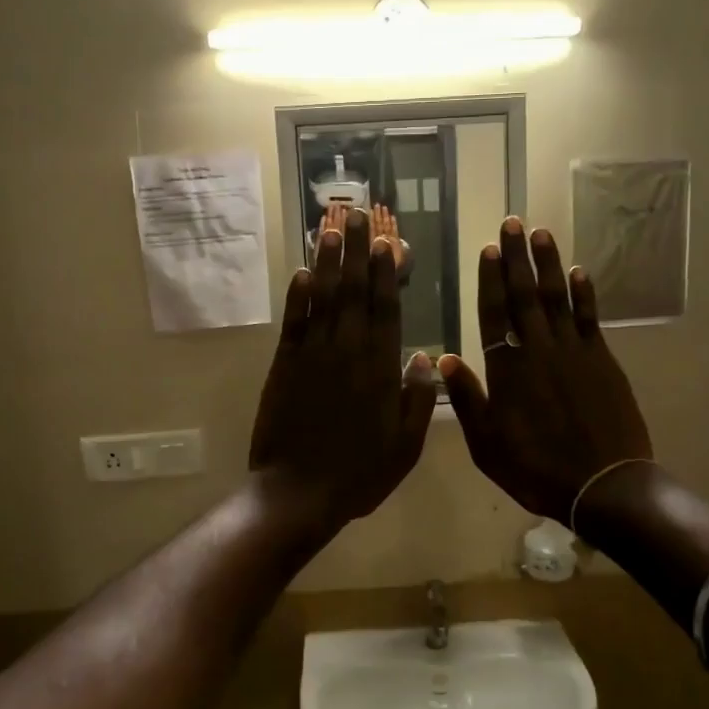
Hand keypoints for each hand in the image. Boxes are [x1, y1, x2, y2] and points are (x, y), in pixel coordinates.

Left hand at [251, 207, 439, 533]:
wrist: (297, 493)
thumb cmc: (358, 474)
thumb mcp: (405, 447)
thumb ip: (417, 399)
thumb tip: (426, 356)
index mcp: (380, 370)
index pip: (386, 310)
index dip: (387, 274)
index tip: (389, 242)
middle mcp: (348, 353)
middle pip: (354, 293)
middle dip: (358, 252)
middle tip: (359, 214)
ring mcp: (312, 356)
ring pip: (323, 299)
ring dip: (328, 262)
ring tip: (332, 228)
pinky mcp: (283, 366)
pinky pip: (293, 323)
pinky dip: (297, 297)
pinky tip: (301, 272)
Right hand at [437, 217, 652, 524]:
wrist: (603, 484)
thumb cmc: (537, 469)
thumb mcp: (487, 445)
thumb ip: (467, 400)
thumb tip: (443, 360)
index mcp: (507, 371)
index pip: (493, 315)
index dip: (489, 281)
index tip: (486, 250)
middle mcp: (539, 351)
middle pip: (524, 296)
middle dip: (516, 258)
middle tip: (513, 223)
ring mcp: (574, 352)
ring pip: (557, 298)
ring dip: (548, 264)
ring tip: (541, 233)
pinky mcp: (603, 361)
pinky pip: (590, 318)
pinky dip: (583, 293)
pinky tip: (578, 272)